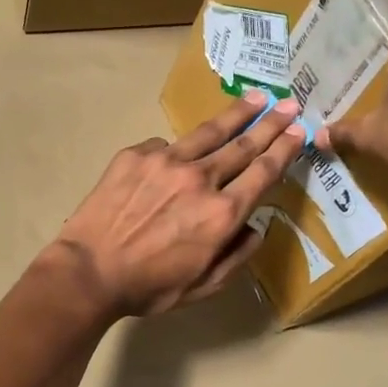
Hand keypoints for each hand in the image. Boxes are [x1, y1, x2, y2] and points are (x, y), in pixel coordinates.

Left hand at [39, 91, 306, 318]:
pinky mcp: (136, 155)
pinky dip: (178, 150)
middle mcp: (200, 179)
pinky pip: (166, 146)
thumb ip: (237, 256)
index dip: (284, 149)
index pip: (263, 172)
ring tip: (254, 98)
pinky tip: (178, 155)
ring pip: (208, 132)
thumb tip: (257, 228)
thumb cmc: (148, 287)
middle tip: (288, 104)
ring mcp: (166, 161)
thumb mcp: (204, 286)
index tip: (299, 131)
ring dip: (236, 114)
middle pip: (243, 144)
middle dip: (270, 123)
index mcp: (222, 213)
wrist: (88, 271)